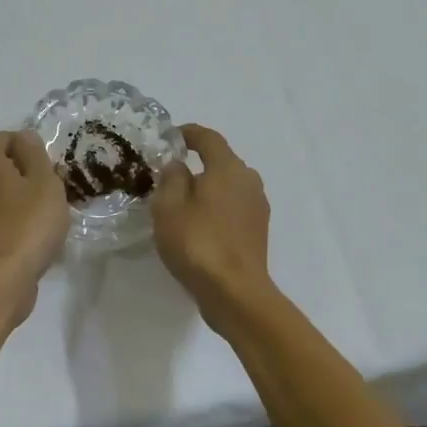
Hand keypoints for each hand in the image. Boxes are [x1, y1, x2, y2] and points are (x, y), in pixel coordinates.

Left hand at [0, 130, 69, 324]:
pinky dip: (13, 227)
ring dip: (17, 202)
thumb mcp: (44, 182)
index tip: (39, 157)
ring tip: (46, 217)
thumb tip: (23, 137)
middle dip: (20, 174)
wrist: (2, 281)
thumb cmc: (28, 223)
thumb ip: (35, 155)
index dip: (14, 142)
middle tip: (48, 188)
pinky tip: (35, 242)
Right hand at [150, 123, 272, 322]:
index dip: (188, 134)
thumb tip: (178, 165)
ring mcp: (257, 206)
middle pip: (221, 162)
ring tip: (183, 203)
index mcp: (227, 168)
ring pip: (228, 186)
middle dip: (197, 163)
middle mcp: (248, 180)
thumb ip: (171, 178)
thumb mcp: (169, 207)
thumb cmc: (198, 243)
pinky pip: (234, 206)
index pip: (208, 138)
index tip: (170, 137)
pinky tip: (200, 225)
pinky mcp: (258, 229)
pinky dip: (217, 207)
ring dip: (208, 188)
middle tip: (170, 176)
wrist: (235, 292)